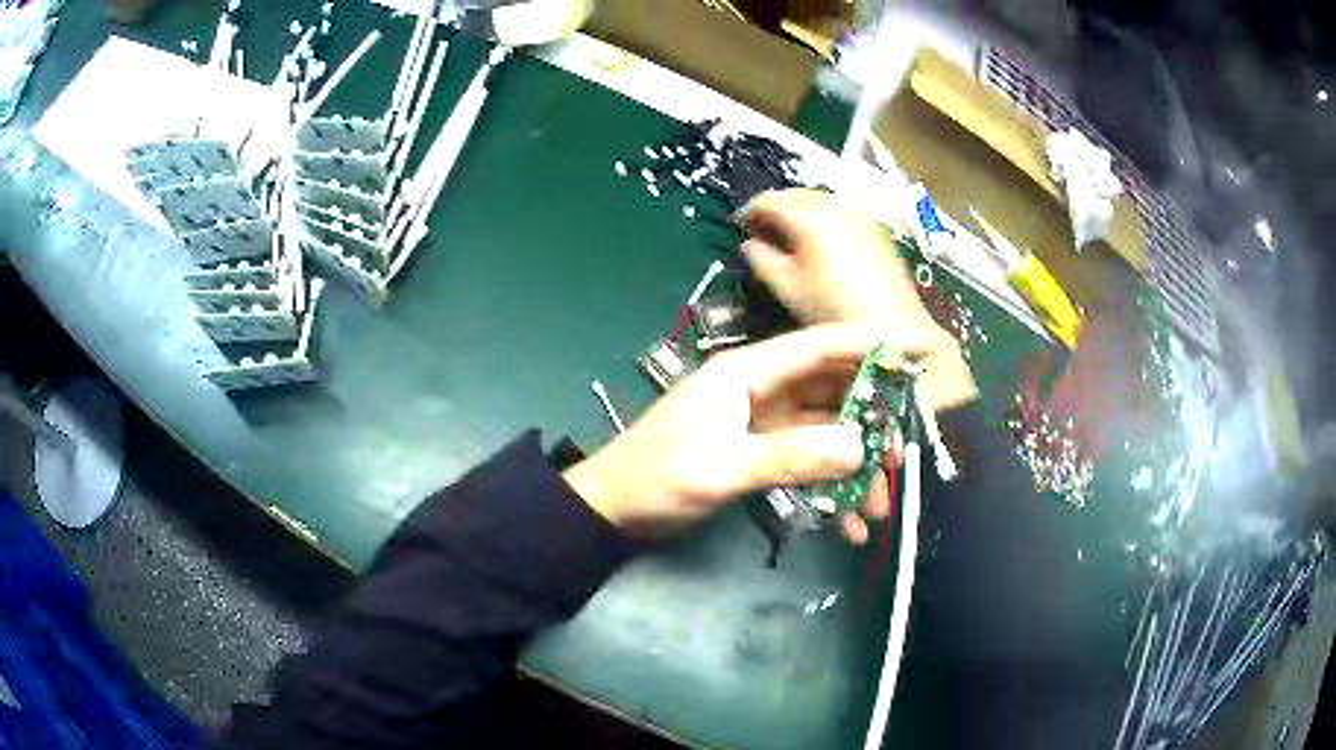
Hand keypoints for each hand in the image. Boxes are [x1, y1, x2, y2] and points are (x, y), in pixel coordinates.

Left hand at [564, 325, 890, 543]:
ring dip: (856, 466)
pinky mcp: (759, 452)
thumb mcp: (721, 468)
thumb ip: (790, 456)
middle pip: (833, 390)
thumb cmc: (655, 478)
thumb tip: (861, 448)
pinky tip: (848, 523)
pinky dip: (831, 488)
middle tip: (903, 457)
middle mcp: (761, 388)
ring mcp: (762, 422)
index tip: (921, 351)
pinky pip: (808, 462)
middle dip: (873, 422)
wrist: (611, 511)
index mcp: (748, 372)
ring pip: (826, 432)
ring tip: (880, 507)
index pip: (822, 345)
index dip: (874, 343)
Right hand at [737, 189, 978, 410]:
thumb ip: (762, 261)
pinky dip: (824, 218)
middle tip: (764, 233)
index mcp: (807, 217)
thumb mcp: (788, 290)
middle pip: (794, 194)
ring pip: (818, 199)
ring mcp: (857, 213)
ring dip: (800, 211)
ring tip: (792, 237)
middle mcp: (833, 205)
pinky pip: (840, 211)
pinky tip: (822, 242)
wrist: (894, 327)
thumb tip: (749, 244)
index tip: (742, 229)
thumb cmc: (834, 311)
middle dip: (775, 209)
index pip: (767, 200)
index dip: (750, 213)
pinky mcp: (874, 226)